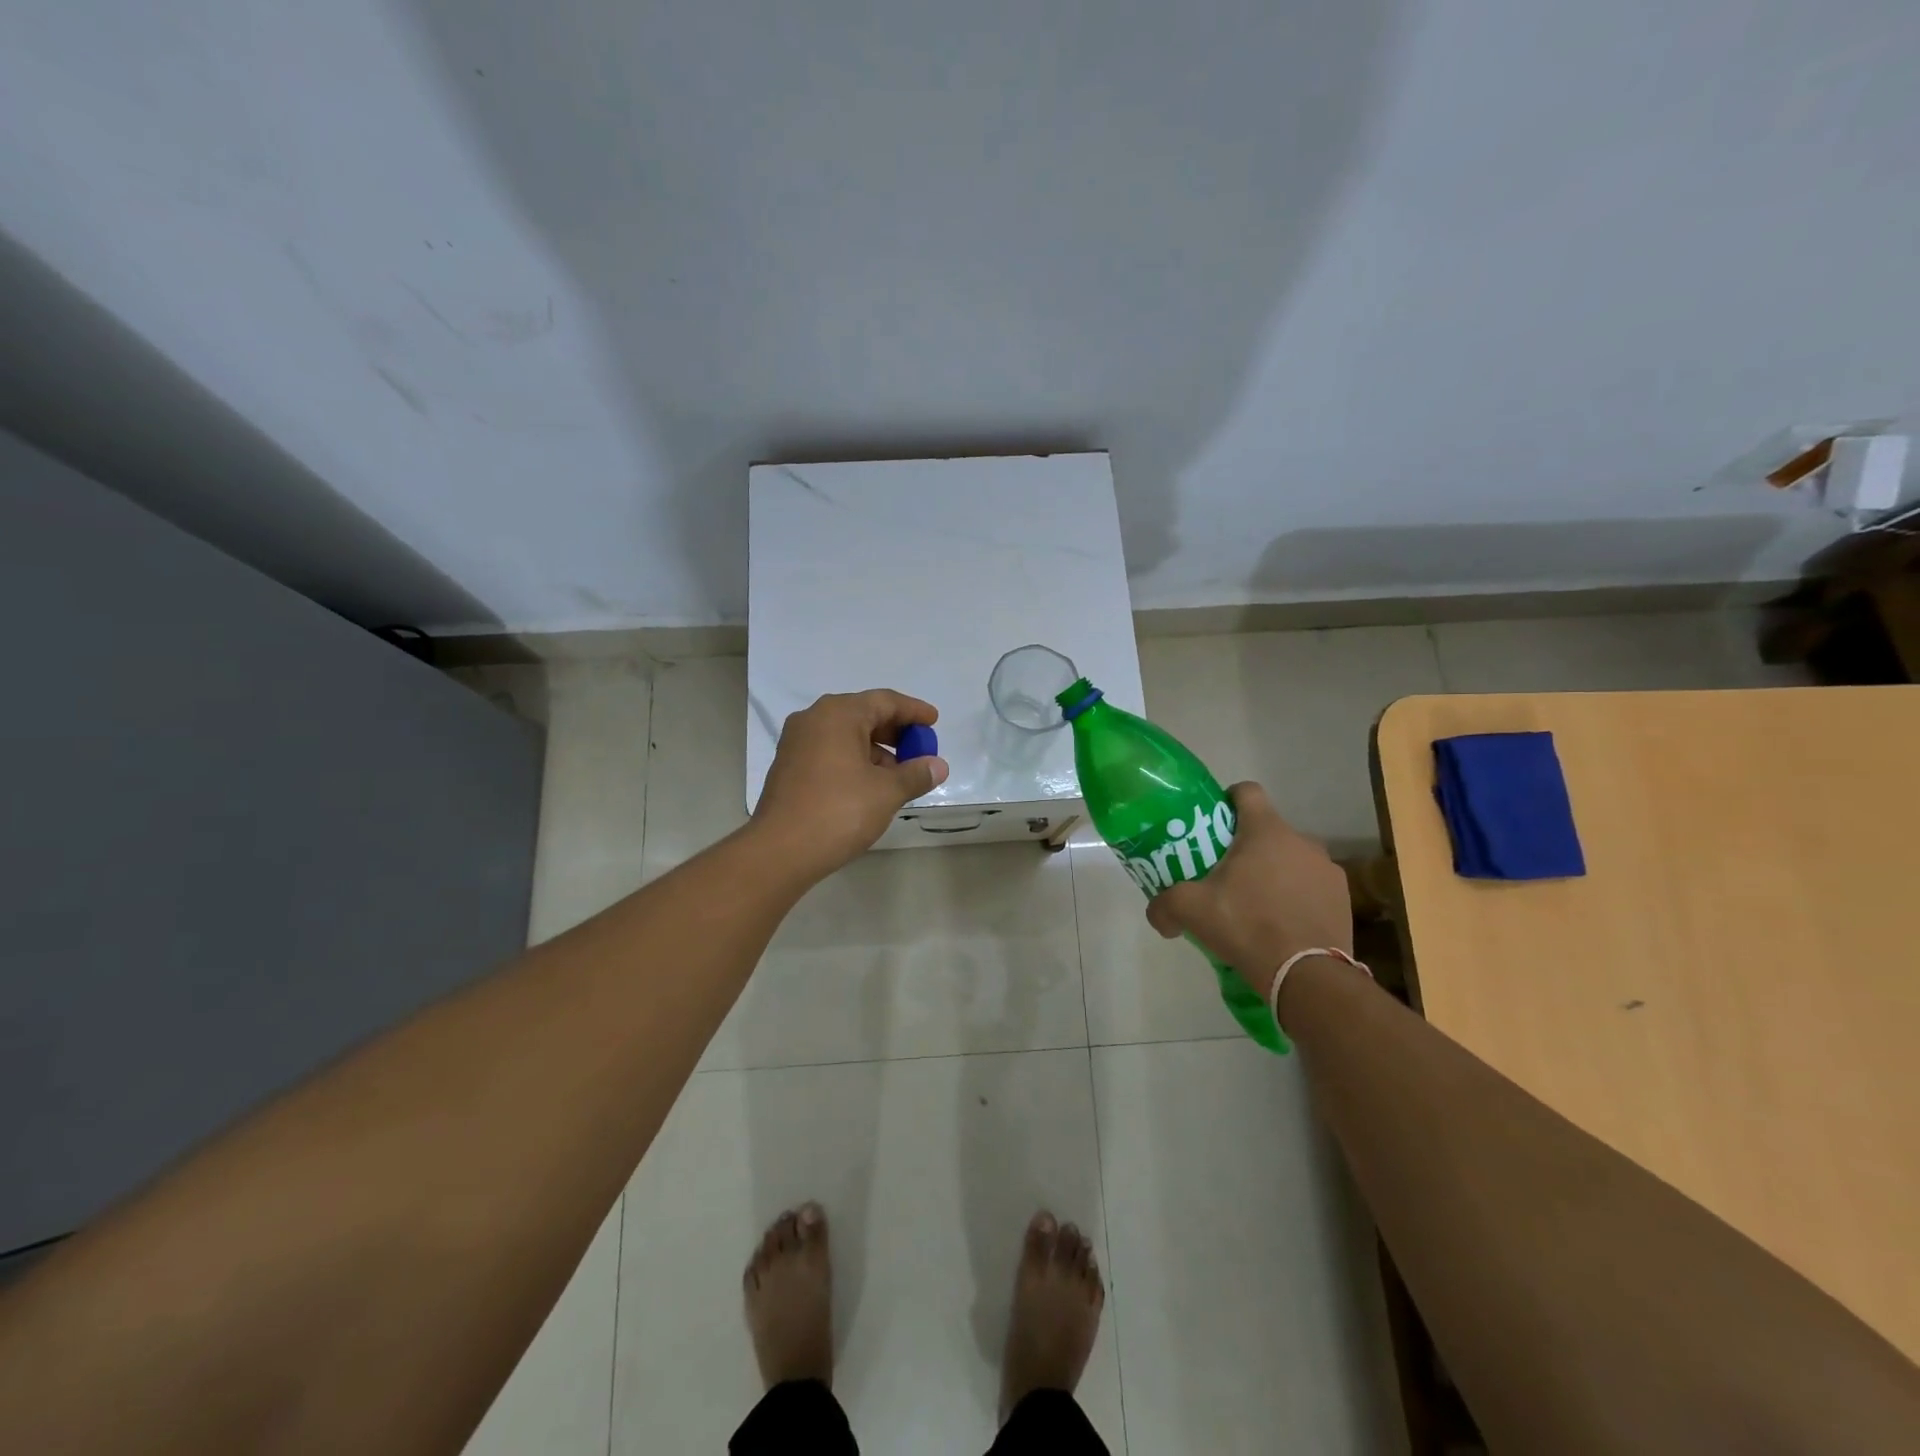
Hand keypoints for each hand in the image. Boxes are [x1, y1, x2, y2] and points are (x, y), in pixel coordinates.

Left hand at [752, 690, 949, 880]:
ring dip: (876, 750)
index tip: (934, 721)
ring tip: (899, 776)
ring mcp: (796, 743)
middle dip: (895, 732)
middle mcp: (814, 719)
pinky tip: (870, 786)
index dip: (913, 711)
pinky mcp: (789, 767)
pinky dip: (854, 761)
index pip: (884, 701)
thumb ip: (916, 774)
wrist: (780, 851)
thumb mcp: (886, 792)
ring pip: (846, 735)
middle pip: (863, 714)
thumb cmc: (838, 811)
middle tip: (920, 750)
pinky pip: (830, 752)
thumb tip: (938, 766)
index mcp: (838, 714)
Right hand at [1144, 782, 1350, 1001]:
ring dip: (1275, 873)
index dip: (1228, 800)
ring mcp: (1327, 869)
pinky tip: (1283, 925)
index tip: (1214, 823)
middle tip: (1226, 875)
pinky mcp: (1343, 898)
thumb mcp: (1191, 911)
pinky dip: (1297, 897)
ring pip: (1292, 859)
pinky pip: (1312, 887)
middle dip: (1247, 847)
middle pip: (1268, 831)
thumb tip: (1158, 914)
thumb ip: (1165, 905)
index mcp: (1265, 830)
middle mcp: (1302, 840)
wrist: (1306, 975)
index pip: (1247, 791)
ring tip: (1256, 905)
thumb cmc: (1246, 926)